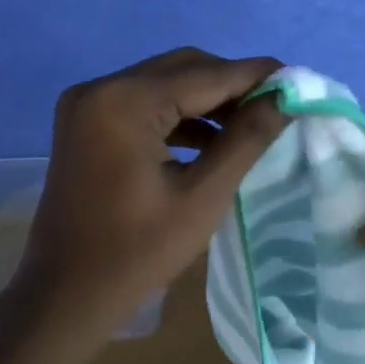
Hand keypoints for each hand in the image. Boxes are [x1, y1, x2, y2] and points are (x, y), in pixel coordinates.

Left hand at [8, 48, 290, 341]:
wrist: (64, 295)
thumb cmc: (136, 253)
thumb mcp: (202, 197)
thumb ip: (246, 139)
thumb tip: (284, 98)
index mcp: (124, 101)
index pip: (206, 74)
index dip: (256, 76)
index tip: (299, 82)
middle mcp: (100, 88)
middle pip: (182, 68)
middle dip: (231, 86)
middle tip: (276, 108)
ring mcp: (87, 105)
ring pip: (163, 84)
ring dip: (206, 102)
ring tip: (249, 127)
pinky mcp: (85, 124)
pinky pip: (142, 105)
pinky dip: (177, 116)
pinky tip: (210, 142)